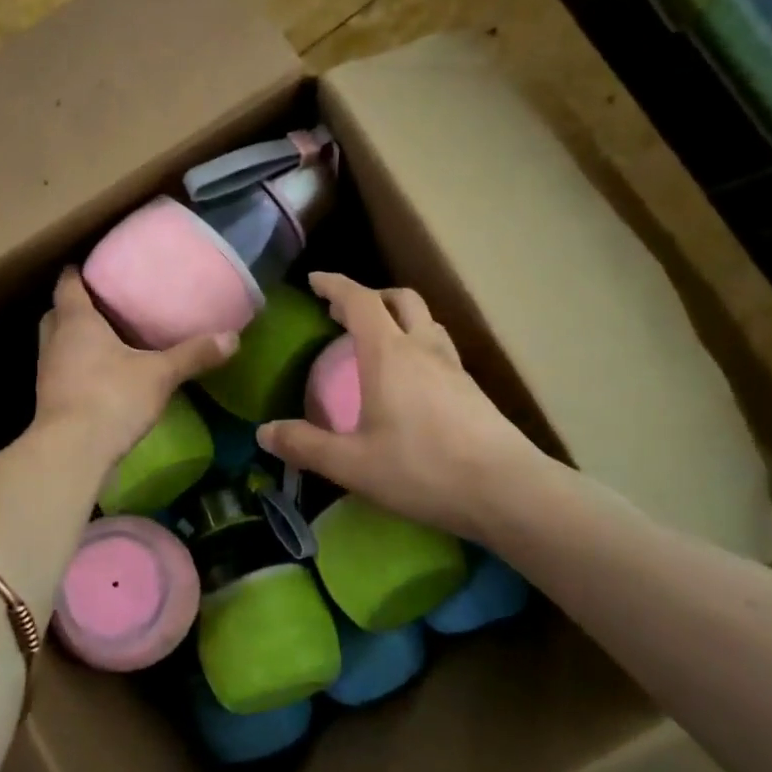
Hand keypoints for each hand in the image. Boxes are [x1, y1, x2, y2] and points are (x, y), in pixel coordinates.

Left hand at [35, 268, 236, 470]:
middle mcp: (55, 340)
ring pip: (58, 342)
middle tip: (105, 302)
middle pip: (57, 311)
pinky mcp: (50, 400)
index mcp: (76, 320)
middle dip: (76, 305)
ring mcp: (48, 371)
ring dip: (75, 338)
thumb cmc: (112, 397)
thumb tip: (233, 338)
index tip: (97, 266)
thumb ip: (193, 354)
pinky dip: (78, 366)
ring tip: (107, 337)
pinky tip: (103, 375)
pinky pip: (63, 370)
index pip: (68, 282)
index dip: (79, 271)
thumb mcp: (160, 374)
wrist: (72, 452)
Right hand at [258, 273, 551, 542]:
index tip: (315, 280)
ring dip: (398, 318)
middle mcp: (424, 349)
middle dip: (370, 297)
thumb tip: (264, 432)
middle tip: (344, 313)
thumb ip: (305, 446)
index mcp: (389, 354)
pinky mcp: (472, 390)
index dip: (335, 285)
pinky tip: (410, 381)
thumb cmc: (422, 469)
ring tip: (378, 341)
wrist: (507, 490)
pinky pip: (439, 349)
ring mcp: (454, 367)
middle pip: (400, 299)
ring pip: (426, 321)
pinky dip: (417, 345)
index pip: (360, 300)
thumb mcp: (351, 464)